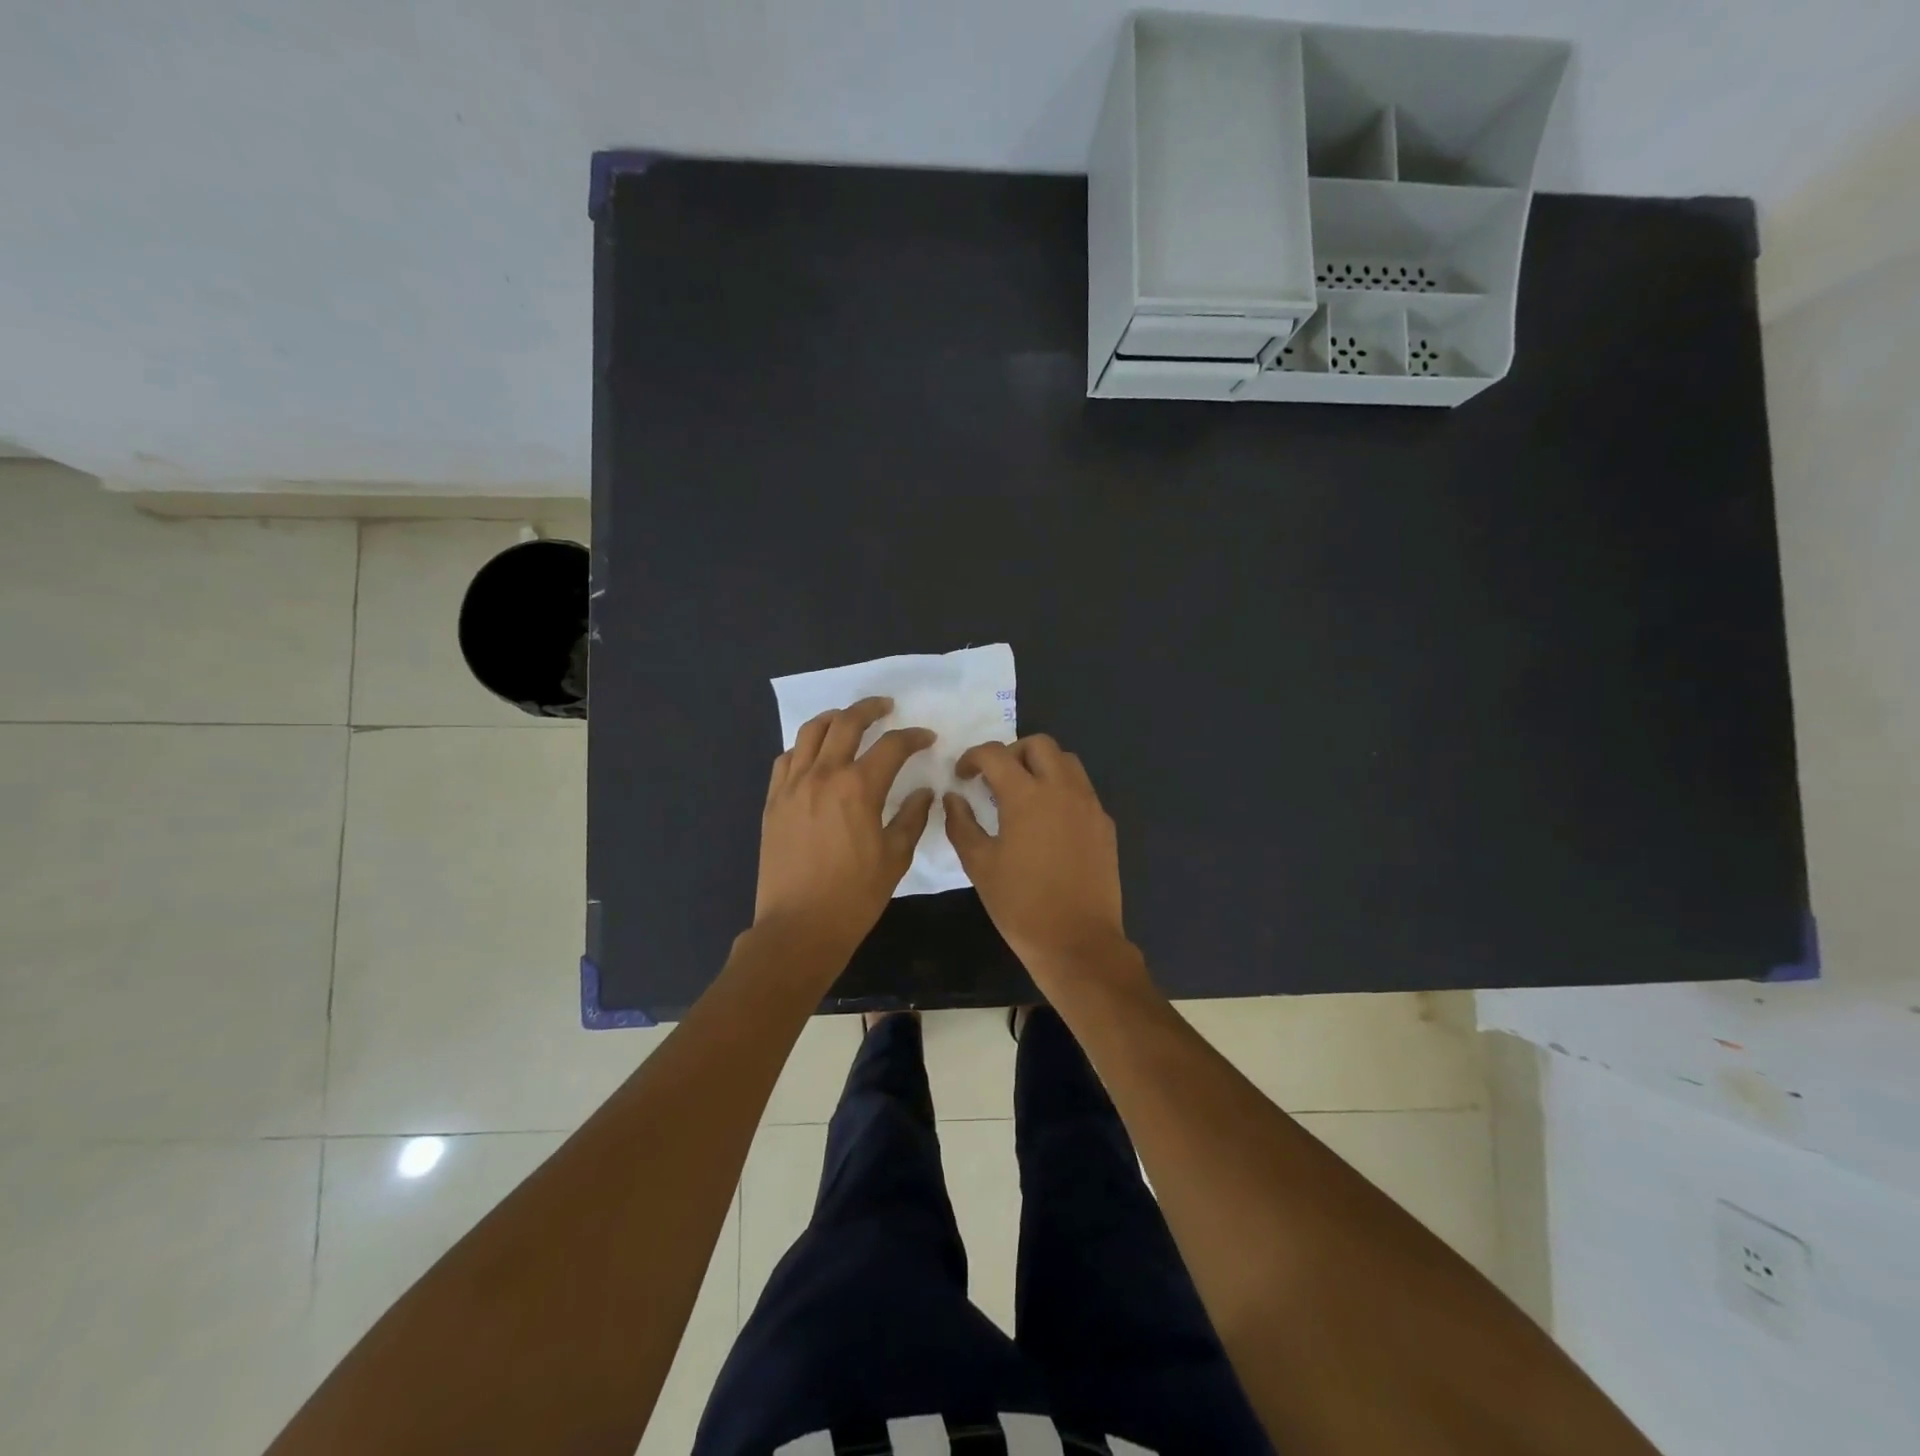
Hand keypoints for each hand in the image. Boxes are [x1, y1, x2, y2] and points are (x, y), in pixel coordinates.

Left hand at [755, 696, 934, 960]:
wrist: (798, 927)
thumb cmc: (854, 896)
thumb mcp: (895, 858)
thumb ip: (911, 817)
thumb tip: (923, 792)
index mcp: (858, 788)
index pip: (892, 745)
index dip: (913, 736)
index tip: (926, 738)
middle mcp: (823, 775)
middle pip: (846, 722)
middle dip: (870, 708)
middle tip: (886, 706)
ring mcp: (792, 785)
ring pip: (810, 732)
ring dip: (834, 718)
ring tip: (848, 719)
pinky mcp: (773, 801)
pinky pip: (786, 758)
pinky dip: (804, 747)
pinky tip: (815, 755)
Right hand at [943, 735, 1130, 976]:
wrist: (1077, 941)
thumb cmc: (1020, 904)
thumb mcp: (979, 865)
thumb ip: (961, 823)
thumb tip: (953, 797)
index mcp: (1027, 795)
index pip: (995, 754)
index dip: (972, 758)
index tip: (962, 776)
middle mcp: (1062, 789)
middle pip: (1039, 744)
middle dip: (1012, 753)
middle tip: (995, 780)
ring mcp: (1089, 805)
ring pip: (1067, 762)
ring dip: (1041, 766)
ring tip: (1024, 795)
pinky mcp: (1105, 824)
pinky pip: (1082, 790)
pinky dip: (1062, 790)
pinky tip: (1049, 822)